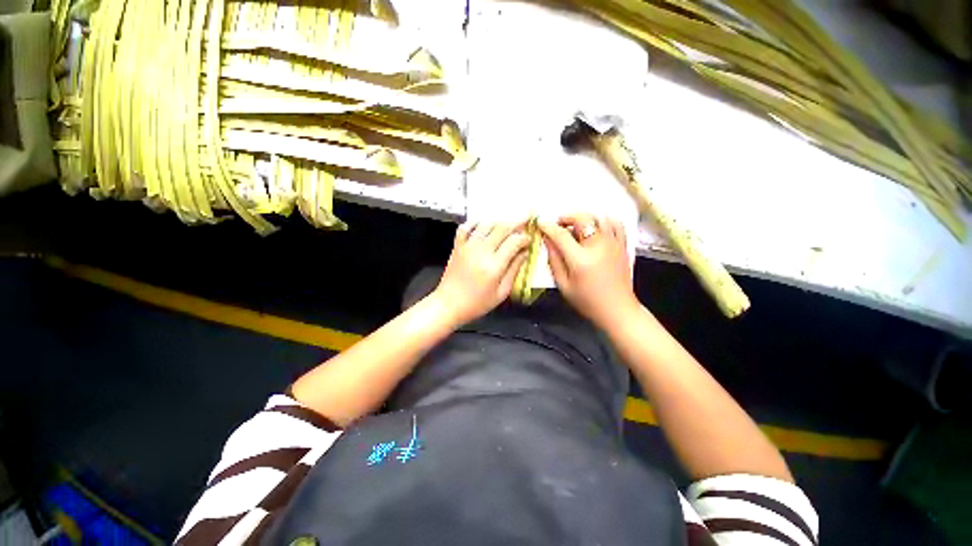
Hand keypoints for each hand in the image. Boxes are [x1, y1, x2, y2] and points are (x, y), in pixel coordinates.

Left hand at [433, 221, 529, 325]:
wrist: (449, 304)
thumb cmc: (477, 303)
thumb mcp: (501, 292)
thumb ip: (514, 270)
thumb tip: (524, 253)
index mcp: (494, 266)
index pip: (514, 242)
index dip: (524, 238)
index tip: (529, 239)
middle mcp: (481, 252)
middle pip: (502, 228)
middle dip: (516, 222)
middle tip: (525, 219)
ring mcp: (467, 247)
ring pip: (486, 224)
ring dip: (499, 222)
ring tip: (508, 224)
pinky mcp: (458, 246)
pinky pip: (466, 228)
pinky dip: (475, 223)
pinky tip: (483, 225)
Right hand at [540, 214, 639, 328]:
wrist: (617, 310)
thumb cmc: (587, 301)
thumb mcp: (563, 284)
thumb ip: (554, 260)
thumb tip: (547, 241)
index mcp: (580, 259)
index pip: (561, 235)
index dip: (548, 227)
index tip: (541, 224)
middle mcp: (598, 246)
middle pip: (582, 219)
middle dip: (566, 217)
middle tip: (558, 224)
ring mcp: (613, 244)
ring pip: (599, 217)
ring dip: (584, 218)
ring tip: (576, 226)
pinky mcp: (622, 246)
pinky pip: (615, 224)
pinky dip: (603, 221)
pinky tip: (596, 227)